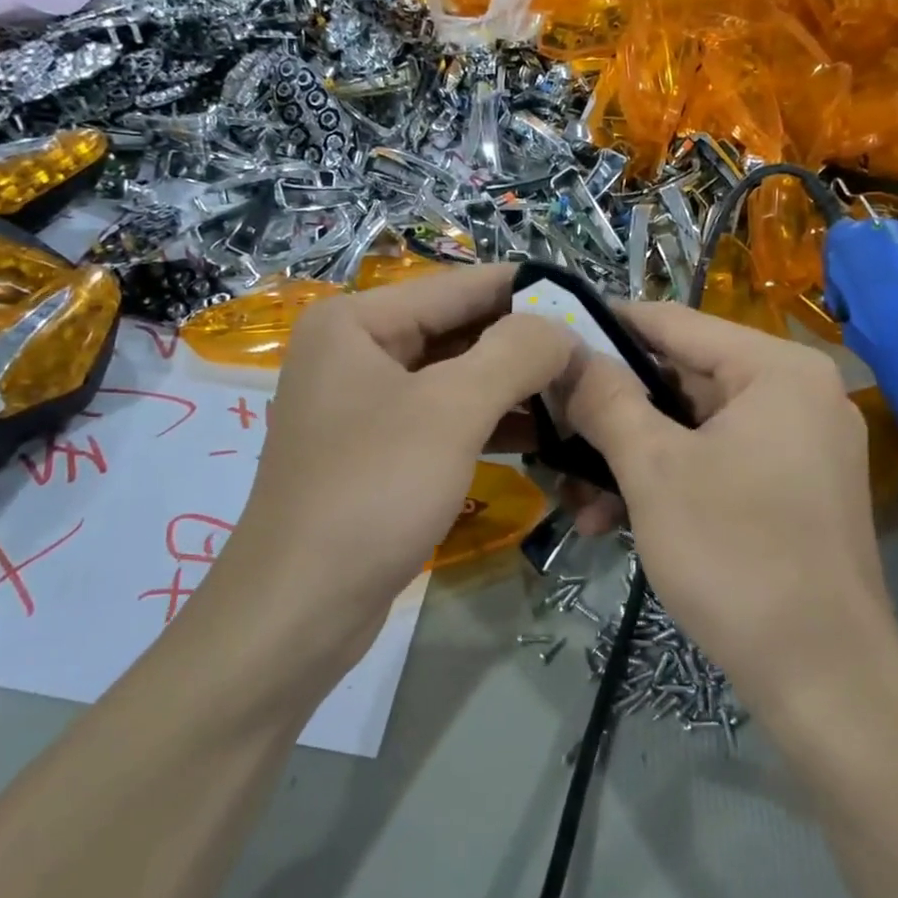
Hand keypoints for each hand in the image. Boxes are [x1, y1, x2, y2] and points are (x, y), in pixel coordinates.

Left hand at [202, 265, 575, 683]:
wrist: (300, 610)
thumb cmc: (371, 493)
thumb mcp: (450, 412)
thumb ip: (514, 353)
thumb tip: (562, 327)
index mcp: (358, 320)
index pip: (462, 287)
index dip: (531, 291)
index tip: (595, 302)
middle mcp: (359, 350)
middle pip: (461, 330)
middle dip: (529, 345)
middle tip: (598, 358)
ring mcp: (369, 402)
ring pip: (459, 377)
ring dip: (518, 386)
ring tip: (583, 394)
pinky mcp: (383, 449)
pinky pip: (448, 417)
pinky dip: (494, 422)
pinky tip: (546, 433)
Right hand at [556, 305, 897, 725]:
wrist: (824, 680)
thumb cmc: (736, 556)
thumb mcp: (655, 471)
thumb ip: (607, 400)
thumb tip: (568, 354)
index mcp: (777, 370)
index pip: (675, 322)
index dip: (608, 326)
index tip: (550, 335)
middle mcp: (797, 395)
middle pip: (682, 380)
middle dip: (612, 415)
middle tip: (551, 432)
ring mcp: (799, 446)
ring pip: (692, 431)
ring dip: (630, 461)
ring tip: (576, 503)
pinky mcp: (793, 491)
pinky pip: (716, 465)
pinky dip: (667, 485)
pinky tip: (612, 522)